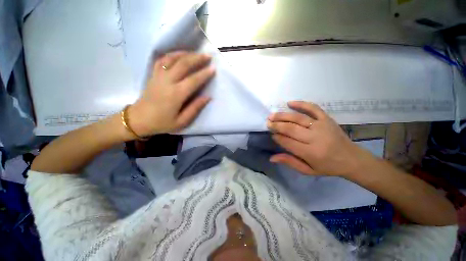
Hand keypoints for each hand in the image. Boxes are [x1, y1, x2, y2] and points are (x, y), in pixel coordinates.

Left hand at [128, 51, 214, 136]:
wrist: (139, 120)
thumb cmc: (162, 123)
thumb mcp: (181, 121)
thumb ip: (195, 108)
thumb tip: (208, 97)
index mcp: (175, 95)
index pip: (193, 80)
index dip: (204, 74)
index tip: (213, 68)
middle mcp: (167, 82)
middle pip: (183, 65)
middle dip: (197, 59)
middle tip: (208, 56)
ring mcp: (158, 76)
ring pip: (172, 59)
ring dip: (185, 54)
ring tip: (196, 53)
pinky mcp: (153, 75)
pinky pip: (162, 60)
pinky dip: (171, 55)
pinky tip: (179, 54)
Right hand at [267, 101, 368, 176]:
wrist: (351, 158)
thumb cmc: (327, 166)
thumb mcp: (308, 170)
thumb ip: (289, 162)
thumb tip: (271, 158)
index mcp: (310, 153)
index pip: (288, 142)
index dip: (277, 137)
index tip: (270, 134)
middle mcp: (315, 138)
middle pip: (291, 129)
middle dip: (276, 125)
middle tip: (267, 123)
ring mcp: (322, 126)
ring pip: (298, 118)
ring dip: (283, 115)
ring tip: (272, 115)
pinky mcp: (327, 119)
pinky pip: (313, 108)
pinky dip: (301, 104)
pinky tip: (290, 103)